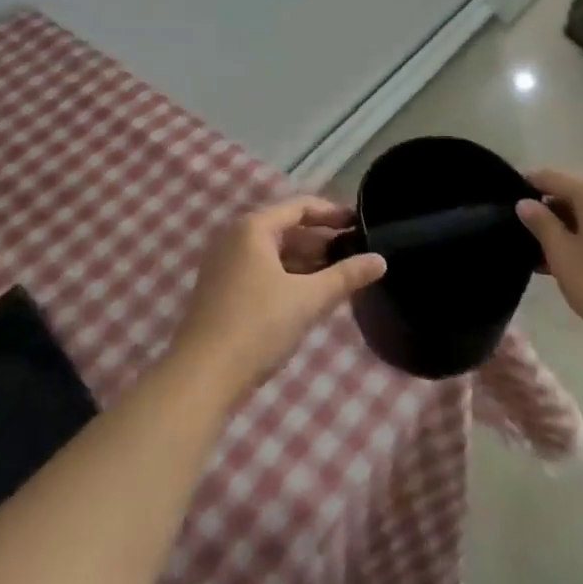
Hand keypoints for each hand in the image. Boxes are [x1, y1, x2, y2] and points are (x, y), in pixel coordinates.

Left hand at [172, 198, 386, 397]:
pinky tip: (309, 297)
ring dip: (305, 262)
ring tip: (339, 277)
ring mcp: (224, 264)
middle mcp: (235, 237)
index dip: (332, 213)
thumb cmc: (257, 326)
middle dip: (321, 242)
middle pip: (286, 229)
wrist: (201, 377)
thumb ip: (346, 277)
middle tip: (355, 254)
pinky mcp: (221, 290)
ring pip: (274, 253)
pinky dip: (287, 277)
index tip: (360, 225)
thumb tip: (381, 260)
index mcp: (253, 228)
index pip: (300, 207)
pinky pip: (261, 271)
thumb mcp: (308, 299)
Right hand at [516, 170, 582, 352]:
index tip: (505, 203)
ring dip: (569, 230)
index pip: (550, 177)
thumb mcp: (563, 255)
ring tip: (547, 259)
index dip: (526, 186)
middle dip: (548, 213)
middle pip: (573, 194)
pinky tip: (578, 267)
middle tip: (524, 238)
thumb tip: (526, 203)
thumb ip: (541, 224)